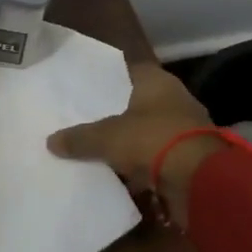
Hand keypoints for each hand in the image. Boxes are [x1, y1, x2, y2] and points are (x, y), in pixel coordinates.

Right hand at [47, 64, 221, 220]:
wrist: (200, 181)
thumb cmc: (152, 140)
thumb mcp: (107, 138)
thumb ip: (79, 138)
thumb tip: (50, 141)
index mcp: (157, 82)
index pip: (129, 71)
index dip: (108, 79)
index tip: (86, 90)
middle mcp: (174, 99)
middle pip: (138, 103)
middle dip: (116, 114)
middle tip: (86, 121)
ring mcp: (185, 129)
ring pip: (148, 131)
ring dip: (130, 141)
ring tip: (99, 149)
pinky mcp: (190, 157)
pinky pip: (157, 157)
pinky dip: (143, 165)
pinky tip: (120, 173)